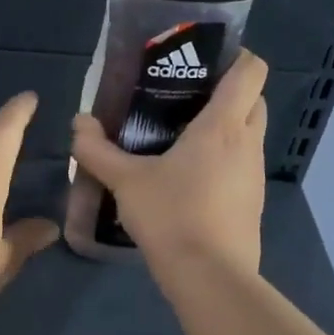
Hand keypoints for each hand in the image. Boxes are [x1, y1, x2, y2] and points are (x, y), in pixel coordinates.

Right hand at [70, 50, 268, 276]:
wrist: (210, 278)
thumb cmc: (171, 216)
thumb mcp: (125, 181)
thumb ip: (96, 150)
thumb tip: (78, 123)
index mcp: (223, 126)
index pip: (251, 71)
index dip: (235, 56)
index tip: (203, 60)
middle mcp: (247, 144)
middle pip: (253, 100)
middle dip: (227, 92)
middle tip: (183, 99)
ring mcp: (255, 176)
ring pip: (248, 136)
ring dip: (224, 129)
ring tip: (179, 139)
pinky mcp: (252, 203)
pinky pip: (241, 167)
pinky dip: (222, 162)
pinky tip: (188, 180)